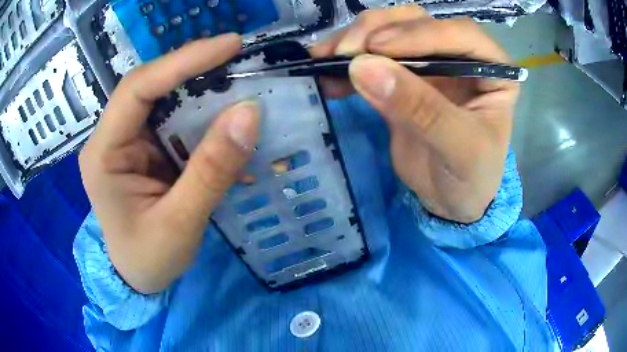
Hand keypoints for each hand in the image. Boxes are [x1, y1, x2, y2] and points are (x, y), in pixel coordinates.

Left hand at [79, 34, 259, 293]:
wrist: (138, 278)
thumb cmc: (148, 259)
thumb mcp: (180, 223)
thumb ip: (211, 170)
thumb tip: (249, 113)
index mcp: (103, 154)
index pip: (137, 90)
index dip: (181, 61)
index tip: (230, 45)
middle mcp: (112, 137)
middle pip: (151, 85)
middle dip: (195, 68)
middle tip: (240, 59)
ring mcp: (129, 140)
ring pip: (165, 98)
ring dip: (203, 89)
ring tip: (239, 81)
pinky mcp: (146, 148)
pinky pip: (175, 119)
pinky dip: (203, 114)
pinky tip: (226, 117)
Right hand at [311, 6, 518, 222]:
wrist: (451, 200)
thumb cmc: (471, 177)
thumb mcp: (459, 149)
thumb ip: (421, 108)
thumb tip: (364, 67)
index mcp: (491, 68)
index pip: (459, 33)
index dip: (419, 34)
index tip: (377, 48)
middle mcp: (461, 54)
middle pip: (417, 21)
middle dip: (378, 29)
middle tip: (346, 52)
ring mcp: (429, 61)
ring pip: (390, 30)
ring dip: (355, 38)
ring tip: (325, 57)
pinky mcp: (402, 76)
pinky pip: (372, 58)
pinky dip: (347, 61)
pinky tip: (326, 71)